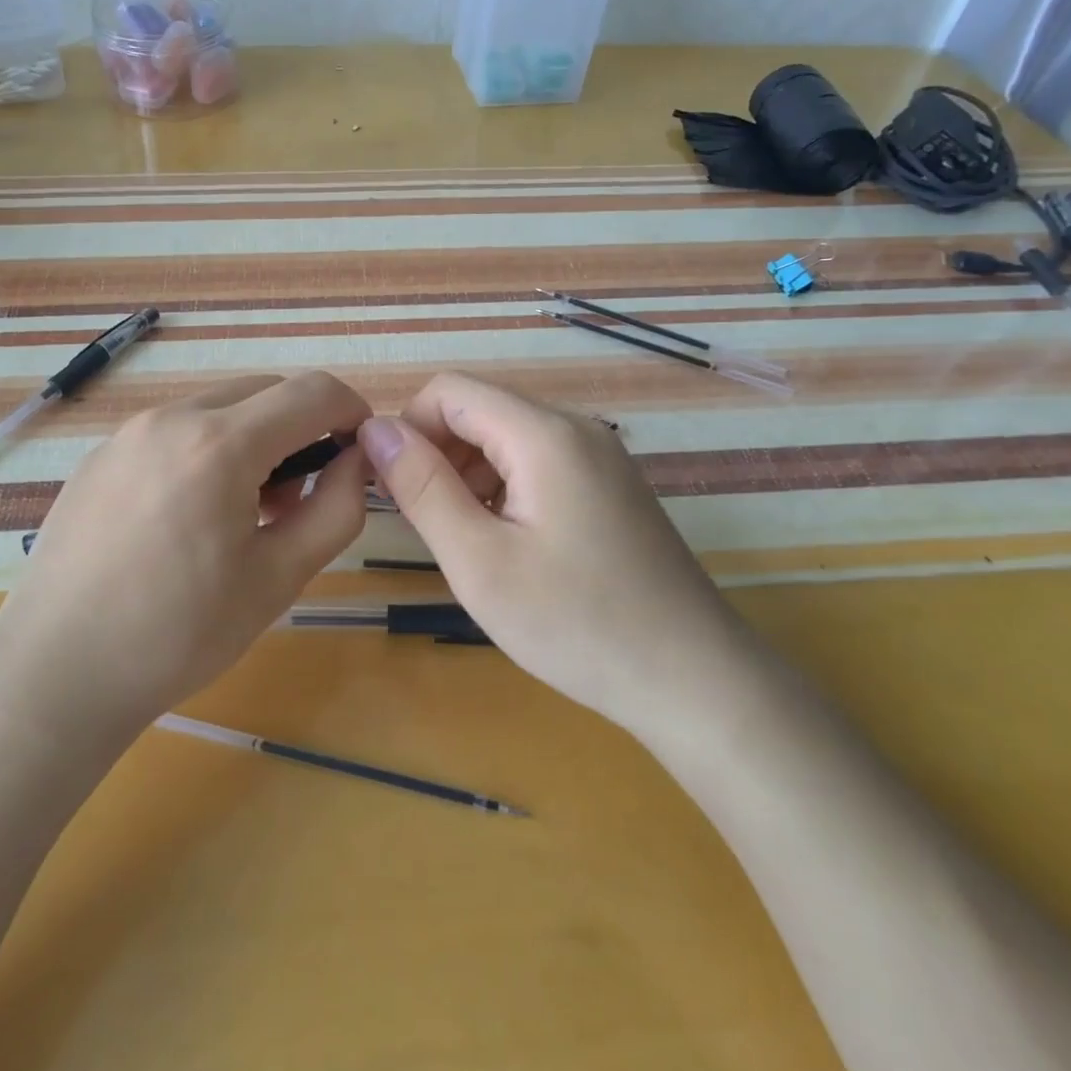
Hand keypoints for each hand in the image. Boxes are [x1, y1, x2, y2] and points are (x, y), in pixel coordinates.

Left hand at [0, 372, 370, 738]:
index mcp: (220, 444)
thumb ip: (336, 508)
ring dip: (254, 438)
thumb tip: (358, 460)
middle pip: (265, 390)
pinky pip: (175, 429)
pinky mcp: (101, 454)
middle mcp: (172, 417)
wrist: (56, 673)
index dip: (351, 412)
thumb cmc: (179, 634)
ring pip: (219, 407)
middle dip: (302, 426)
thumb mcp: (279, 577)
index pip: (312, 391)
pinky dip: (207, 449)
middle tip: (301, 495)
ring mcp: (128, 432)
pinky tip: (191, 516)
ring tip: (246, 510)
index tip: (361, 453)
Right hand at [357, 373, 756, 736]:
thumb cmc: (577, 624)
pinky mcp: (610, 485)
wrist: (694, 681)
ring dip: (468, 474)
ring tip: (465, 540)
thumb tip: (375, 429)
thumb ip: (422, 486)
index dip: (408, 428)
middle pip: (480, 410)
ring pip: (506, 437)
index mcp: (544, 433)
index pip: (449, 390)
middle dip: (438, 453)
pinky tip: (506, 543)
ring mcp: (599, 456)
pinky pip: (538, 463)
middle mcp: (576, 428)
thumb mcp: (479, 561)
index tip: (393, 488)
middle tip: (427, 524)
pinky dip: (503, 488)